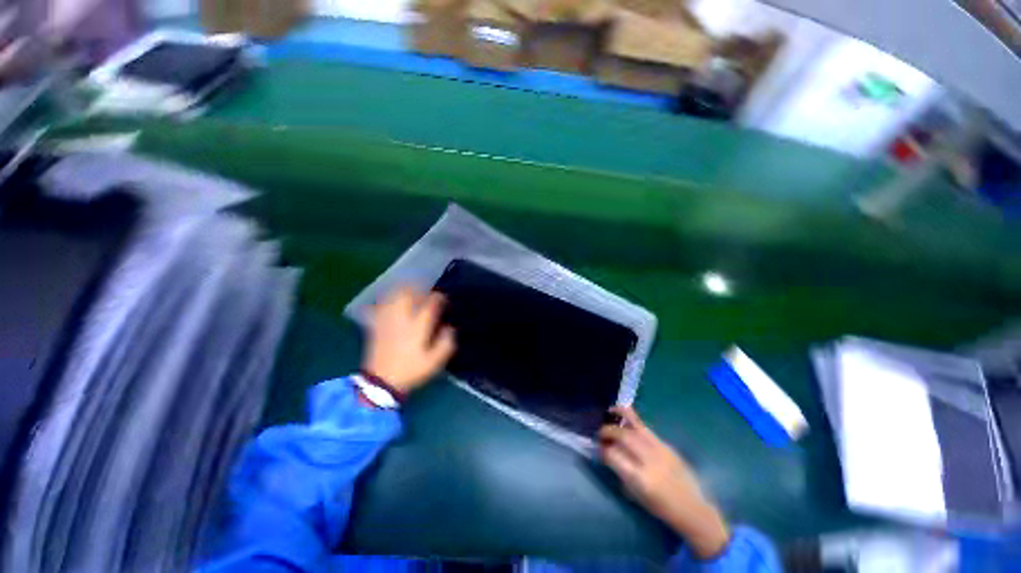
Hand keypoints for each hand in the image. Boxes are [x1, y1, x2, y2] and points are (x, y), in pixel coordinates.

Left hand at [362, 287, 455, 395]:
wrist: (380, 382)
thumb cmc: (410, 370)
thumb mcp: (434, 361)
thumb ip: (446, 343)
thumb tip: (450, 328)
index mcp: (417, 327)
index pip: (430, 304)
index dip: (438, 298)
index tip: (443, 299)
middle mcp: (402, 319)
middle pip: (407, 294)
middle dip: (418, 289)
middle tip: (425, 292)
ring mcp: (387, 320)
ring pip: (393, 296)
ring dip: (403, 290)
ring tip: (410, 292)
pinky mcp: (376, 325)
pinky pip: (380, 305)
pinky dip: (388, 299)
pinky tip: (393, 301)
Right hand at [599, 406, 729, 559]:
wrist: (693, 509)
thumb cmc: (661, 508)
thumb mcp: (637, 495)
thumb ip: (621, 472)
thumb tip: (607, 454)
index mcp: (641, 478)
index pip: (614, 455)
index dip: (602, 450)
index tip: (597, 448)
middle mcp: (650, 460)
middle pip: (623, 436)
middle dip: (607, 431)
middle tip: (600, 433)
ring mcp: (660, 450)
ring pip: (636, 426)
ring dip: (620, 416)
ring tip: (610, 411)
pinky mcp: (667, 445)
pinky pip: (646, 428)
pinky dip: (633, 421)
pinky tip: (626, 418)